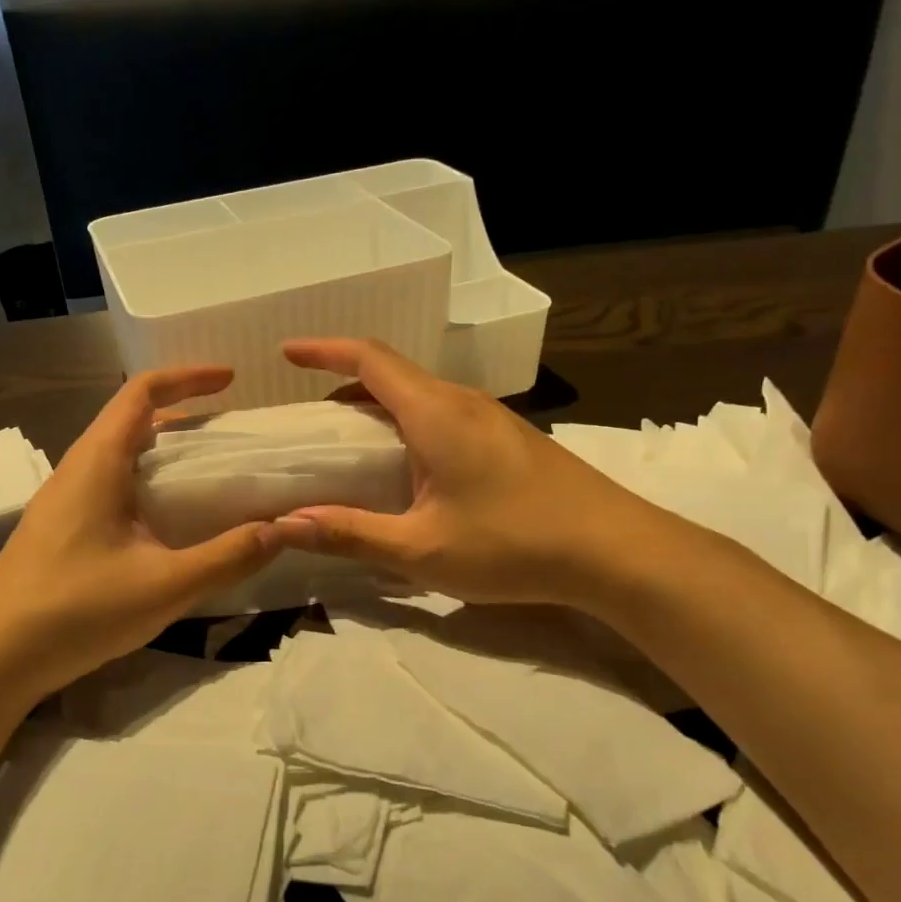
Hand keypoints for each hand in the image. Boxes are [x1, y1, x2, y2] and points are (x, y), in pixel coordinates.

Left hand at [0, 367, 278, 702]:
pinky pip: (109, 487)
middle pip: (131, 420)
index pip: (142, 392)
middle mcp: (76, 470)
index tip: (231, 380)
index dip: (187, 377)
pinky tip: (167, 525)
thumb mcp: (165, 586)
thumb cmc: (74, 611)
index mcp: (97, 462)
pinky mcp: (58, 531)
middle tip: (230, 437)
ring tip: (208, 477)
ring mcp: (62, 502)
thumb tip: (284, 528)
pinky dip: (146, 485)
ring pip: (119, 456)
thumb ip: (228, 556)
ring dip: (163, 454)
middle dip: (183, 417)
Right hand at [271, 338, 673, 610]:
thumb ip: (350, 534)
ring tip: (347, 444)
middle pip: (392, 374)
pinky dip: (407, 424)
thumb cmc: (513, 544)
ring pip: (419, 395)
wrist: (616, 551)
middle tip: (309, 420)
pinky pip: (442, 415)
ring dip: (377, 407)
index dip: (324, 350)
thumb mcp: (421, 549)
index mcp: (435, 413)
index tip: (287, 353)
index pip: (369, 359)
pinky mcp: (508, 438)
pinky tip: (405, 467)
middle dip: (343, 385)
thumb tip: (284, 526)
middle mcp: (462, 402)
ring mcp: (491, 418)